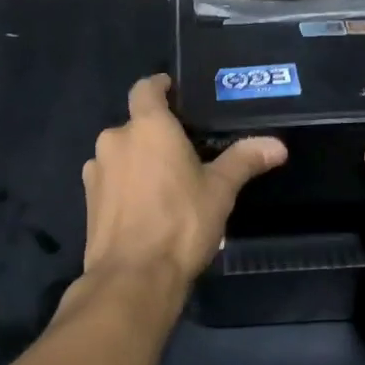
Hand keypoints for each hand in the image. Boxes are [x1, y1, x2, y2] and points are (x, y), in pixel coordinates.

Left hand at [81, 75, 286, 293]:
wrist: (132, 278)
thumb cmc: (181, 223)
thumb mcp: (220, 190)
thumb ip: (244, 160)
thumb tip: (277, 145)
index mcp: (147, 127)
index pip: (146, 88)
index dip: (159, 86)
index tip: (174, 91)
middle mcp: (115, 140)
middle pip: (135, 125)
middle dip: (156, 134)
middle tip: (184, 151)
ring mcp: (96, 171)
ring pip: (120, 154)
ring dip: (138, 161)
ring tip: (165, 184)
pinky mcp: (87, 201)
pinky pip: (110, 180)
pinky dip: (125, 185)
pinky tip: (144, 208)